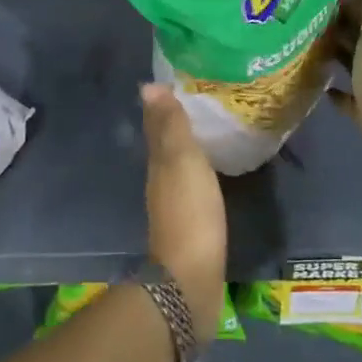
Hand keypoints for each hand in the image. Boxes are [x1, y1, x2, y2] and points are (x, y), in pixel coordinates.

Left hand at [140, 83, 226, 338]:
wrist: (191, 280)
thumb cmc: (190, 213)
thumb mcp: (182, 161)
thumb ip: (170, 126)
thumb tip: (148, 86)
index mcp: (159, 163)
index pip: (158, 124)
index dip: (166, 104)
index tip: (182, 81)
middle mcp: (161, 181)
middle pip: (166, 144)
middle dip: (178, 122)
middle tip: (203, 100)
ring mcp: (174, 205)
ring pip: (178, 165)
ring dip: (189, 147)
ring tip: (212, 129)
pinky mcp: (191, 225)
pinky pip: (193, 186)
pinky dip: (199, 171)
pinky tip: (213, 170)